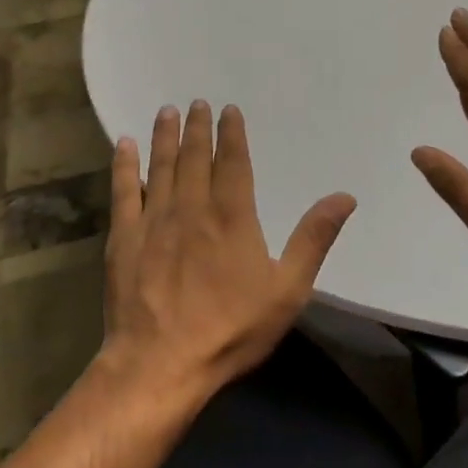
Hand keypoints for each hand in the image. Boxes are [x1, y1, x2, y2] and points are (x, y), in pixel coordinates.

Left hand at [101, 101, 357, 399]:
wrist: (161, 364)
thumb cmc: (230, 328)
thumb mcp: (287, 290)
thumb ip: (313, 239)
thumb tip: (344, 197)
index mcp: (232, 216)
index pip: (233, 163)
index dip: (232, 134)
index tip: (228, 110)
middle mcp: (192, 208)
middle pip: (195, 157)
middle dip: (197, 128)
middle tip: (196, 103)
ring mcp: (153, 221)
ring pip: (160, 167)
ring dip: (164, 137)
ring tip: (166, 112)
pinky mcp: (124, 239)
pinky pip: (123, 192)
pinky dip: (123, 166)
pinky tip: (123, 146)